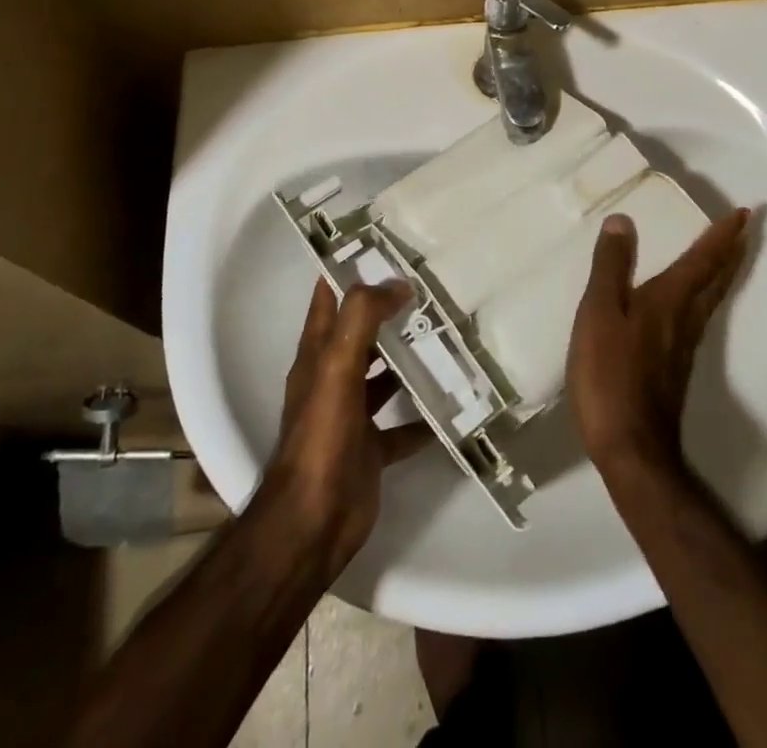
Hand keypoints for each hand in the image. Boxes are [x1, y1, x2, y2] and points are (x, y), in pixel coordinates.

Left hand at [259, 281, 430, 571]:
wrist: (312, 522)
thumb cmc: (321, 437)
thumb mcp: (336, 367)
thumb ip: (362, 319)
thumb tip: (397, 284)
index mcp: (317, 352)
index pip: (330, 295)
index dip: (350, 267)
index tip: (386, 243)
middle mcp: (332, 376)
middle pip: (362, 331)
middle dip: (390, 310)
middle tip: (433, 287)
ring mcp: (351, 413)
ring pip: (384, 374)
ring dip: (410, 358)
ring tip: (450, 336)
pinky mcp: (371, 447)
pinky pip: (403, 425)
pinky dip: (424, 415)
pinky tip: (453, 403)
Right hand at [568, 209, 752, 482]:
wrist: (631, 447)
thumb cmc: (610, 375)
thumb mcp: (600, 313)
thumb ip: (611, 267)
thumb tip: (625, 221)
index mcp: (669, 300)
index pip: (702, 260)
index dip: (722, 235)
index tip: (745, 213)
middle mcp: (684, 319)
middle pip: (716, 279)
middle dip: (730, 251)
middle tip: (746, 229)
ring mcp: (683, 346)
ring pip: (710, 300)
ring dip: (721, 273)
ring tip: (726, 257)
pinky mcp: (675, 368)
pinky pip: (698, 318)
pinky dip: (704, 297)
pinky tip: (690, 305)